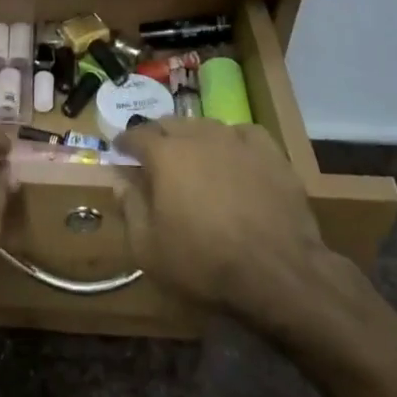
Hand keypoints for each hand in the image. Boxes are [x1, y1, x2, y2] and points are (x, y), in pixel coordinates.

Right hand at [115, 118, 337, 326]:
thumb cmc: (203, 262)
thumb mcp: (148, 247)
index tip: (119, 149)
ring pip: (206, 126)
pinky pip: (244, 133)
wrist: (277, 272)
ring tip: (192, 152)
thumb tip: (120, 181)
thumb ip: (130, 207)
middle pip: (171, 124)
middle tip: (153, 153)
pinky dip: (232, 139)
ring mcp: (238, 142)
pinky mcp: (271, 154)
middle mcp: (199, 137)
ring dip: (192, 136)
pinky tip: (233, 153)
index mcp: (165, 155)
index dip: (124, 142)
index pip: (137, 135)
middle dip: (157, 135)